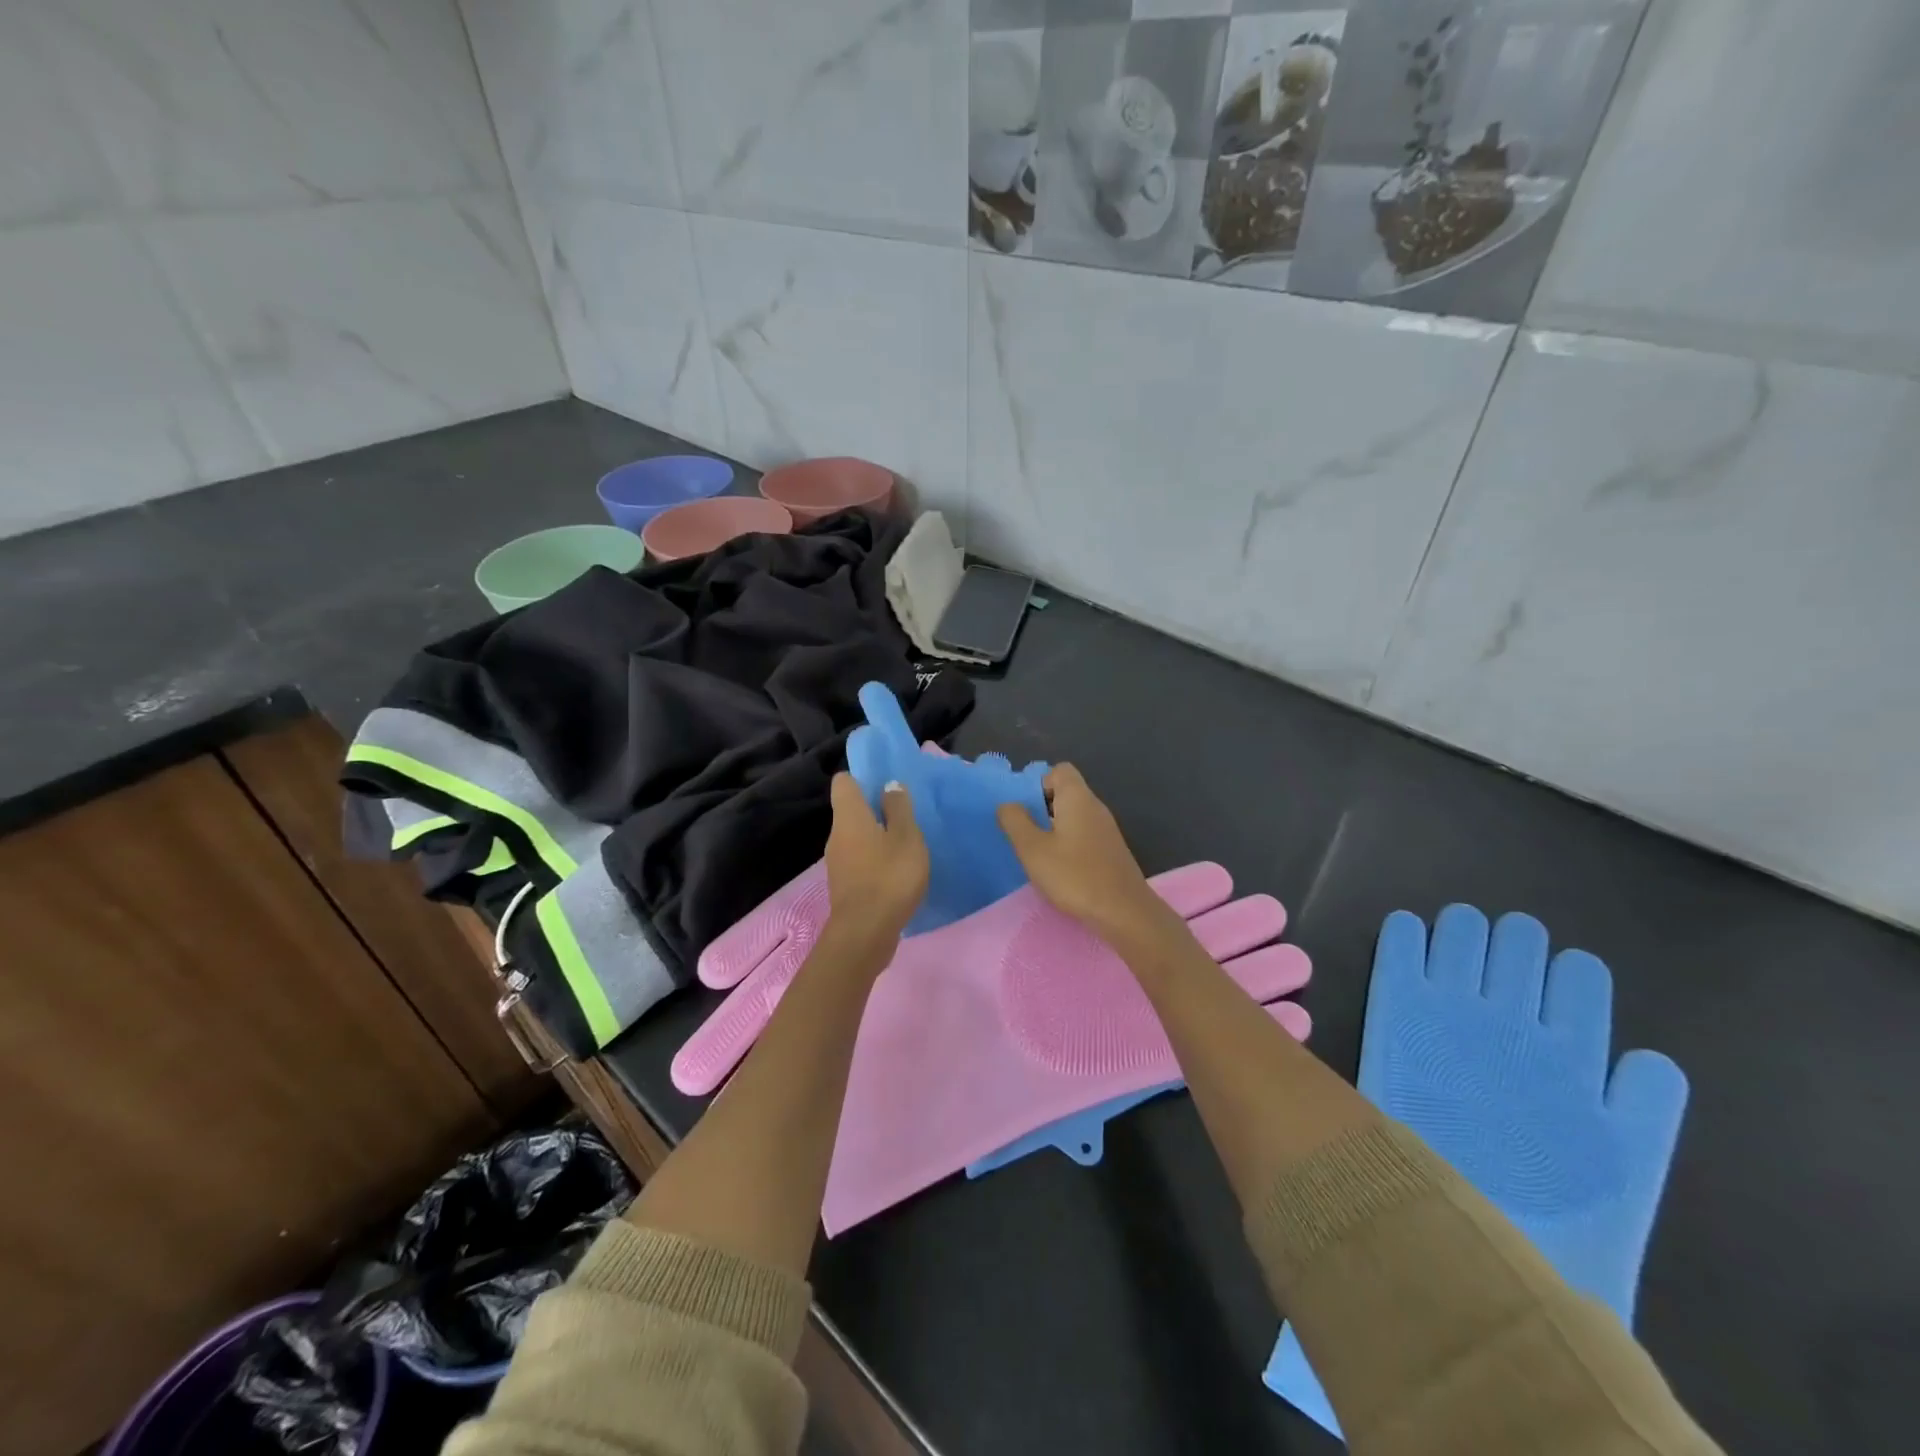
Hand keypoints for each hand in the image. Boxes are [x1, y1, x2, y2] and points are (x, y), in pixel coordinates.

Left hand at [824, 772, 927, 947]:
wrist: (865, 933)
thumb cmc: (889, 877)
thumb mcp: (906, 837)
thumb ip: (899, 808)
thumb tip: (889, 785)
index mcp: (849, 816)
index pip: (844, 782)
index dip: (863, 777)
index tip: (887, 784)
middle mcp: (837, 835)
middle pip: (851, 810)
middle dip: (875, 808)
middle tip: (905, 814)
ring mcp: (838, 862)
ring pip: (856, 836)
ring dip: (877, 836)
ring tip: (906, 843)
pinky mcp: (845, 885)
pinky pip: (860, 859)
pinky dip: (876, 859)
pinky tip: (897, 870)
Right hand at [996, 764, 1164, 944]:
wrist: (1123, 912)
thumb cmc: (1074, 875)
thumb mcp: (1033, 849)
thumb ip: (1015, 821)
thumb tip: (1008, 804)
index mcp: (1078, 798)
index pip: (1059, 770)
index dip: (1038, 783)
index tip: (1024, 810)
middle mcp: (1095, 807)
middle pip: (1065, 793)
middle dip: (1041, 808)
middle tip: (1024, 833)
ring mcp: (1107, 830)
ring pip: (1074, 816)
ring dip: (1053, 829)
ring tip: (1037, 853)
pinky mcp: (1111, 851)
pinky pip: (1083, 835)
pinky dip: (1068, 844)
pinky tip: (1059, 868)